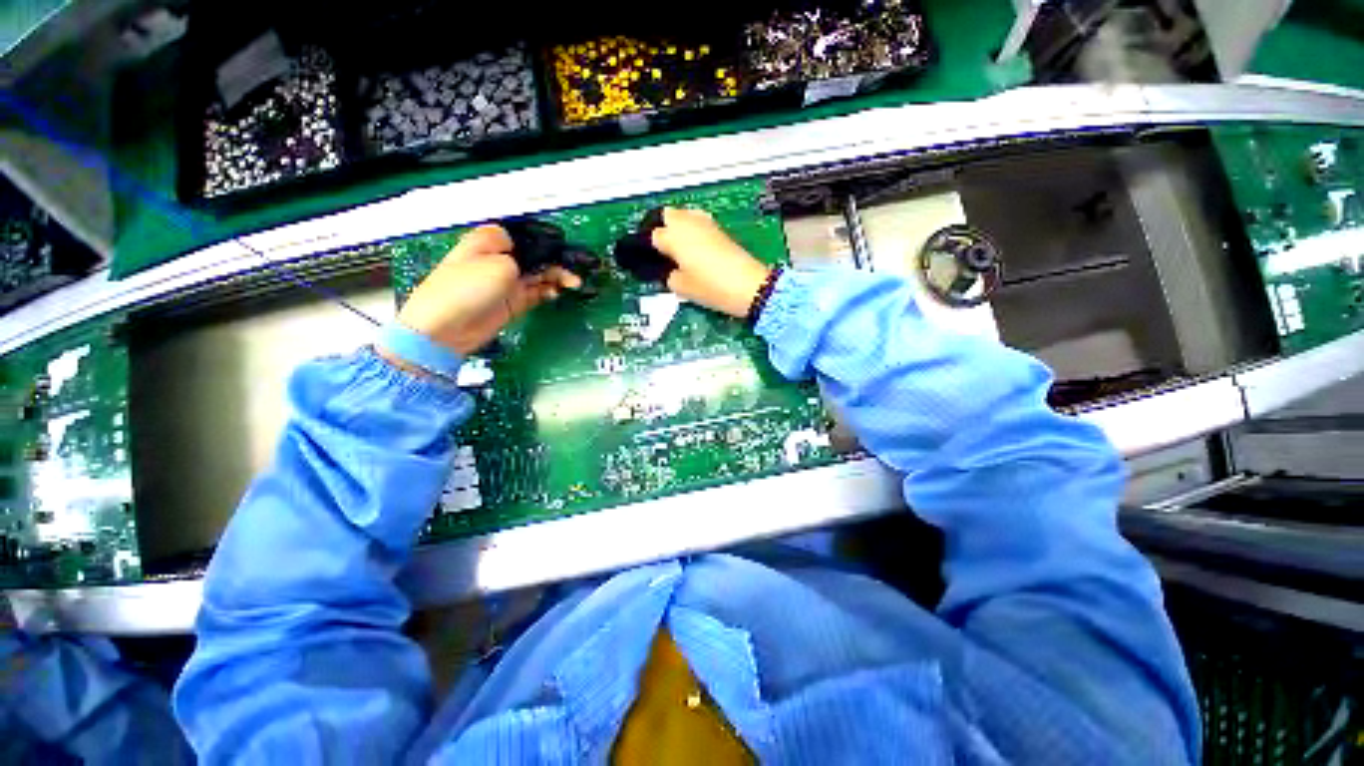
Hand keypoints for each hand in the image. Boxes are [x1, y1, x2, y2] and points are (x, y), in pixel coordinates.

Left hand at [393, 225, 581, 354]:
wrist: (447, 328)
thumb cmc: (466, 289)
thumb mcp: (497, 264)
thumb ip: (521, 259)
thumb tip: (531, 261)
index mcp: (489, 242)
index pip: (522, 235)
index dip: (542, 240)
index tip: (562, 247)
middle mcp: (499, 260)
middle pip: (534, 256)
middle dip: (554, 261)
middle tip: (572, 269)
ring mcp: (506, 282)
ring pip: (538, 275)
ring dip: (556, 277)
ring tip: (572, 283)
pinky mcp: (513, 302)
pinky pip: (536, 293)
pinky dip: (548, 292)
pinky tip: (557, 292)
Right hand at [650, 208, 769, 317]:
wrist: (748, 287)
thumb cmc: (712, 287)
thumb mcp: (682, 288)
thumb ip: (669, 276)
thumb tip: (670, 271)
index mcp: (674, 237)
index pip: (653, 235)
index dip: (652, 249)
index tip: (654, 260)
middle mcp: (688, 223)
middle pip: (668, 215)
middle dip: (664, 228)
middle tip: (664, 250)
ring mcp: (707, 224)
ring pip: (686, 215)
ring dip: (680, 226)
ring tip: (680, 248)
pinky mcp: (721, 230)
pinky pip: (700, 222)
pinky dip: (694, 230)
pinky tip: (696, 249)